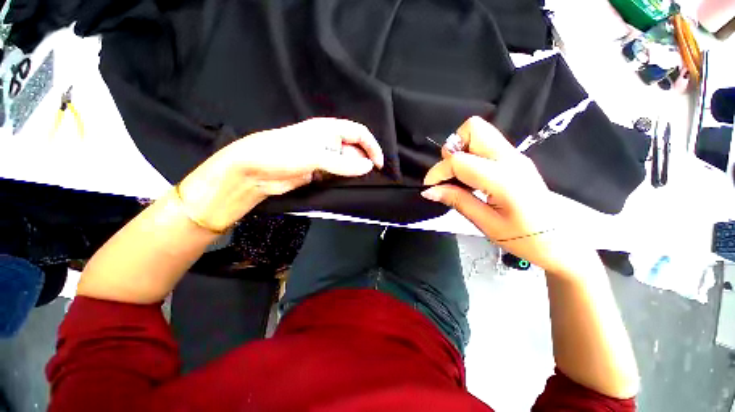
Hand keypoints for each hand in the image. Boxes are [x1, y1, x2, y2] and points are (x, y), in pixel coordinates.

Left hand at [177, 118, 383, 231]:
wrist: (255, 171)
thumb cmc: (284, 153)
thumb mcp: (316, 155)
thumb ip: (343, 163)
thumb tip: (368, 167)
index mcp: (329, 129)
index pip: (359, 133)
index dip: (372, 146)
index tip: (379, 164)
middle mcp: (328, 142)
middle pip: (354, 149)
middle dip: (364, 161)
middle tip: (373, 177)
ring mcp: (323, 158)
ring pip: (346, 163)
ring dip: (355, 172)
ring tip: (363, 183)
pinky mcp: (318, 172)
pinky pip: (337, 174)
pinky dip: (344, 179)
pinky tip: (350, 186)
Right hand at [421, 117, 584, 275]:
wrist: (559, 242)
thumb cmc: (524, 238)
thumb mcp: (485, 224)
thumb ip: (457, 201)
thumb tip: (429, 191)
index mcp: (505, 179)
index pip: (460, 160)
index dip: (438, 172)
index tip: (430, 187)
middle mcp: (511, 159)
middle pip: (474, 128)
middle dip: (452, 149)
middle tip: (449, 175)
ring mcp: (515, 156)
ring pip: (479, 132)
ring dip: (460, 150)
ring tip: (458, 177)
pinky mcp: (515, 159)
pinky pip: (485, 144)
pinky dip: (470, 155)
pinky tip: (470, 178)